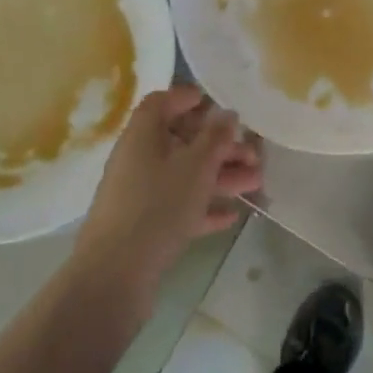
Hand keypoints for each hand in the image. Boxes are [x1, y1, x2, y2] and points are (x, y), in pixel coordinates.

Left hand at [75, 86, 259, 304]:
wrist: (115, 274)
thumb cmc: (158, 206)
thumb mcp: (195, 166)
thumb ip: (215, 137)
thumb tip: (226, 114)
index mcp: (142, 135)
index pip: (161, 102)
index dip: (187, 98)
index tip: (216, 104)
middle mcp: (137, 159)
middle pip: (180, 141)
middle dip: (219, 146)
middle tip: (253, 153)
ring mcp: (138, 194)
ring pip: (184, 176)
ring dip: (219, 176)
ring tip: (256, 182)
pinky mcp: (143, 226)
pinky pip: (178, 206)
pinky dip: (203, 207)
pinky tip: (231, 216)